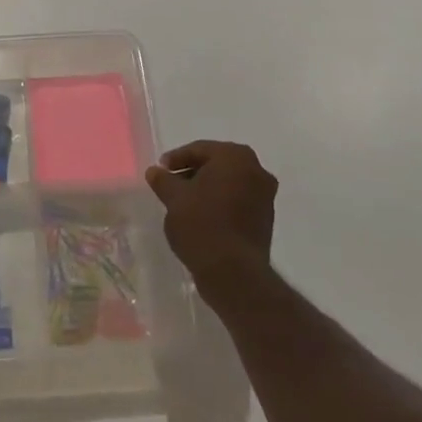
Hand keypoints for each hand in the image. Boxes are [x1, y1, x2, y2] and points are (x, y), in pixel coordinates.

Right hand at [146, 140, 277, 298]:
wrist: (233, 272)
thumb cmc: (201, 224)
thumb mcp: (174, 198)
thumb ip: (163, 180)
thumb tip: (155, 171)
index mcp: (235, 156)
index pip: (199, 150)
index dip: (176, 159)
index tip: (160, 171)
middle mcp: (256, 170)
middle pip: (216, 164)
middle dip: (192, 172)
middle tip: (171, 184)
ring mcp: (265, 195)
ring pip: (228, 183)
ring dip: (206, 188)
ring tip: (183, 202)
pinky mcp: (266, 219)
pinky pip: (238, 200)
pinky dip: (220, 202)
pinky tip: (202, 216)